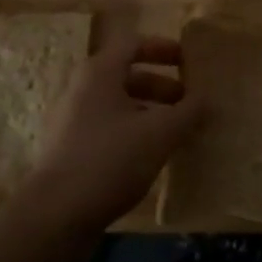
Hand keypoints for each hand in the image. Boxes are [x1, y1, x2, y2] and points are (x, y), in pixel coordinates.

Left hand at [18, 12, 202, 232]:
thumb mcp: (160, 133)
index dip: (162, 48)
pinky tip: (152, 158)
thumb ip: (188, 112)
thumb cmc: (109, 159)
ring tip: (176, 133)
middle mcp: (82, 90)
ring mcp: (72, 123)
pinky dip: (133, 135)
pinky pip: (108, 131)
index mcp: (99, 73)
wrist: (54, 218)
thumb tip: (207, 99)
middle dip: (161, 87)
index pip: (133, 44)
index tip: (188, 60)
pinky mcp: (69, 154)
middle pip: (126, 76)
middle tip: (188, 103)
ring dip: (149, 113)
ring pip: (118, 107)